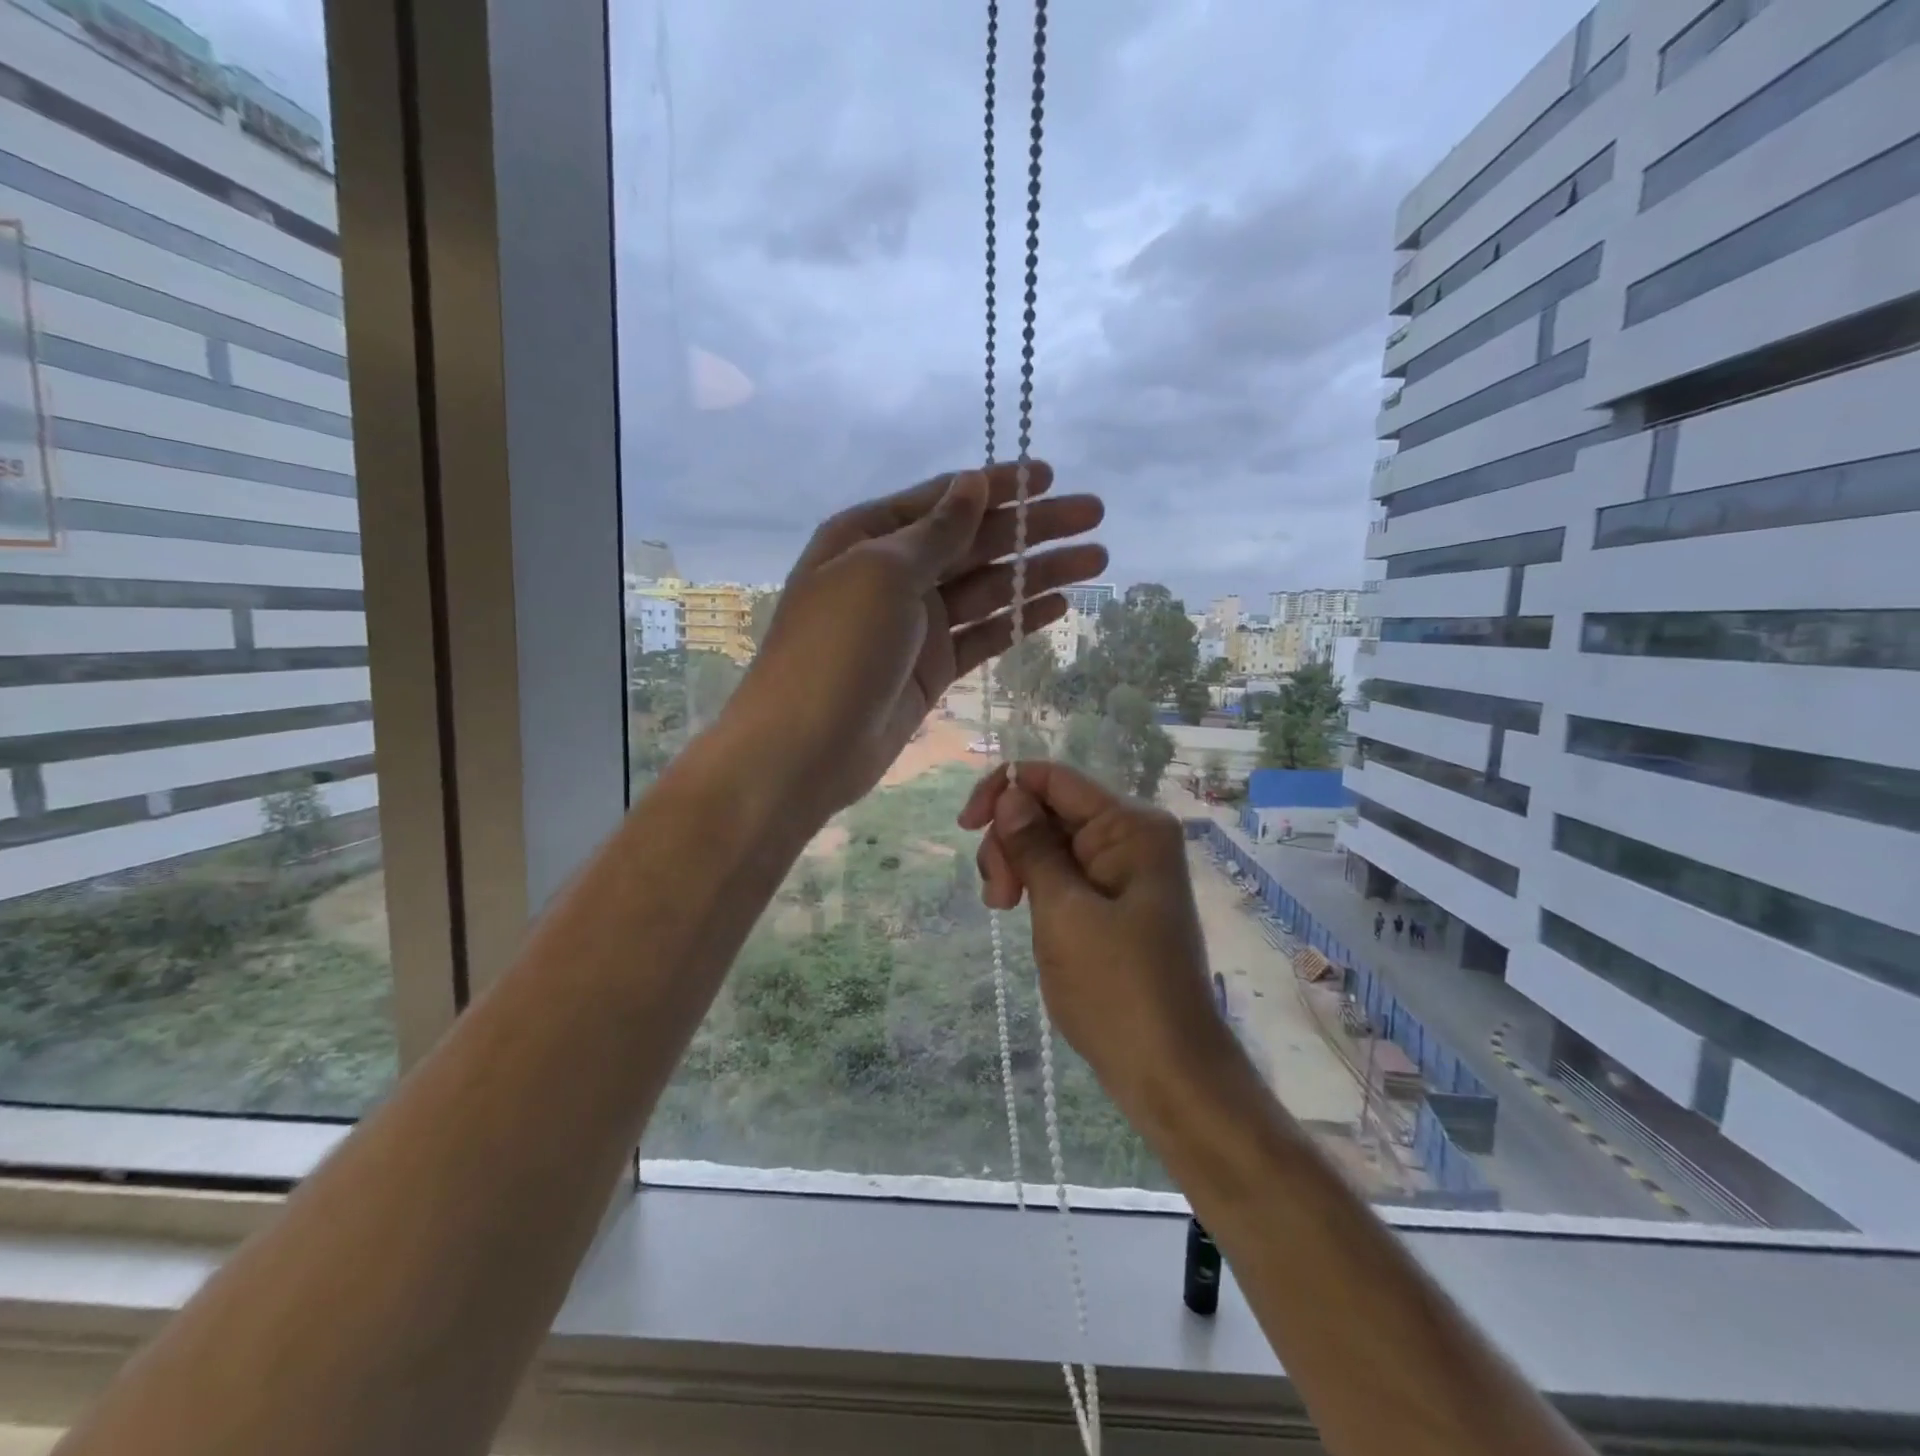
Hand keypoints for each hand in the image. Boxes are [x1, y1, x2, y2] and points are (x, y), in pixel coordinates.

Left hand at [725, 462, 1105, 816]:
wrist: (805, 748)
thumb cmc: (837, 648)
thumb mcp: (883, 573)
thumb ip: (937, 531)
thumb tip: (973, 483)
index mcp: (869, 537)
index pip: (944, 500)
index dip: (997, 486)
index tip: (1049, 475)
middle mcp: (893, 574)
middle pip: (974, 541)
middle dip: (1033, 527)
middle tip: (1095, 515)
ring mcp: (914, 624)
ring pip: (987, 588)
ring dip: (1037, 572)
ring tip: (1095, 560)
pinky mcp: (932, 668)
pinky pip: (983, 634)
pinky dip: (1018, 619)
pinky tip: (1058, 606)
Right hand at [957, 762, 1229, 1113]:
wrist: (1167, 1069)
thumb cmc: (1116, 989)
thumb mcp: (1063, 912)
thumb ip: (1033, 846)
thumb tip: (1009, 793)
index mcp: (1131, 826)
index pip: (1055, 779)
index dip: (1004, 790)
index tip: (966, 826)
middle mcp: (1131, 835)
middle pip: (1049, 809)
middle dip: (1011, 840)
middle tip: (997, 897)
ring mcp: (1123, 868)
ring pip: (1049, 841)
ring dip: (1017, 864)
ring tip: (1002, 909)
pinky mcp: (1112, 898)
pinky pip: (1062, 871)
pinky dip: (1034, 884)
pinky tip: (1019, 910)